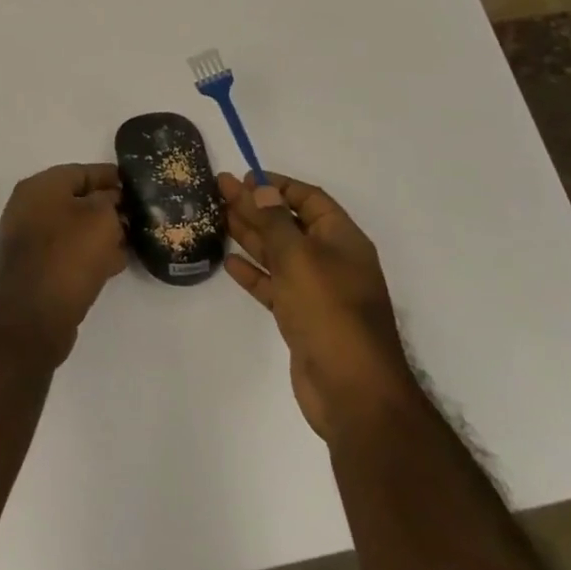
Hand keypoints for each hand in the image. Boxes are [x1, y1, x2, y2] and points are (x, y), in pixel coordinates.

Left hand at [0, 163, 128, 366]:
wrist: (33, 316)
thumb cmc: (69, 255)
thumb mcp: (100, 217)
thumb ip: (110, 201)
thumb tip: (111, 201)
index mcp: (40, 187)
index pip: (81, 171)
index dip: (111, 177)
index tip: (137, 185)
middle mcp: (30, 208)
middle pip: (77, 199)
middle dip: (108, 206)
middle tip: (139, 215)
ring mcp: (30, 239)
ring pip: (74, 228)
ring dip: (102, 232)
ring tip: (133, 239)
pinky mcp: (37, 268)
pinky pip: (69, 252)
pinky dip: (91, 253)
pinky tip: (116, 261)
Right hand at [220, 172, 414, 442]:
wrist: (353, 391)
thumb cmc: (328, 311)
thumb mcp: (299, 256)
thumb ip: (275, 221)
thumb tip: (259, 187)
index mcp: (342, 240)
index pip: (309, 199)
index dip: (277, 185)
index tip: (243, 178)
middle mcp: (332, 260)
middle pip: (289, 223)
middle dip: (256, 206)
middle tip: (218, 190)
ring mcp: (317, 291)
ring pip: (279, 254)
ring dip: (250, 235)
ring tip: (217, 217)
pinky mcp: (302, 317)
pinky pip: (274, 285)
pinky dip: (253, 272)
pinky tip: (228, 262)